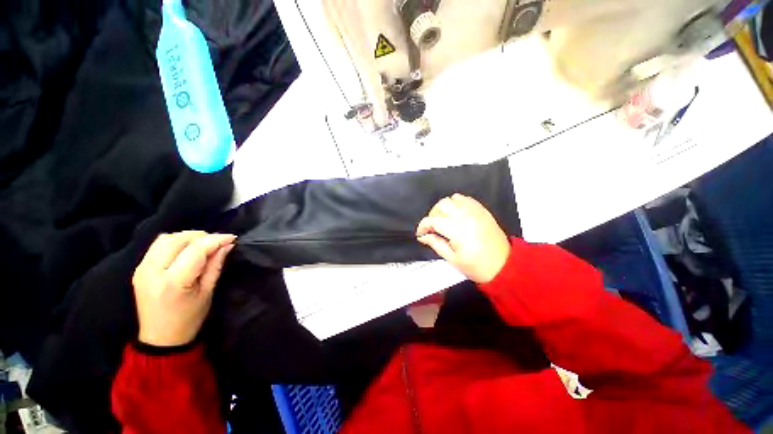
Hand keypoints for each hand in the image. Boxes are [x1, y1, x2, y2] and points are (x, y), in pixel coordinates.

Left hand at [132, 231, 235, 346]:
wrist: (160, 338)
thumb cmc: (189, 319)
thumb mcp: (207, 292)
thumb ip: (215, 265)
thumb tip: (227, 245)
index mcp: (173, 282)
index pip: (196, 249)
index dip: (216, 240)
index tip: (232, 238)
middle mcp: (153, 271)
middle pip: (178, 239)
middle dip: (202, 236)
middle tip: (218, 243)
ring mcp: (142, 269)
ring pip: (165, 238)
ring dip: (187, 237)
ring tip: (202, 245)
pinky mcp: (139, 269)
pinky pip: (157, 246)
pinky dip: (175, 242)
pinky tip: (186, 250)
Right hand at [416, 194, 509, 283]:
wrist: (504, 266)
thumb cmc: (477, 266)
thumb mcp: (452, 259)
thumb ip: (435, 243)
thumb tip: (423, 236)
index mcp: (457, 229)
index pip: (432, 220)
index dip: (423, 226)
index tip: (421, 233)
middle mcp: (466, 215)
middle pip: (441, 205)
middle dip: (433, 215)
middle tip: (433, 227)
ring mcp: (475, 211)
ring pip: (452, 198)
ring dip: (444, 207)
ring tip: (445, 220)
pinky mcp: (482, 210)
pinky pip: (466, 199)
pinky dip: (457, 203)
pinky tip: (457, 214)